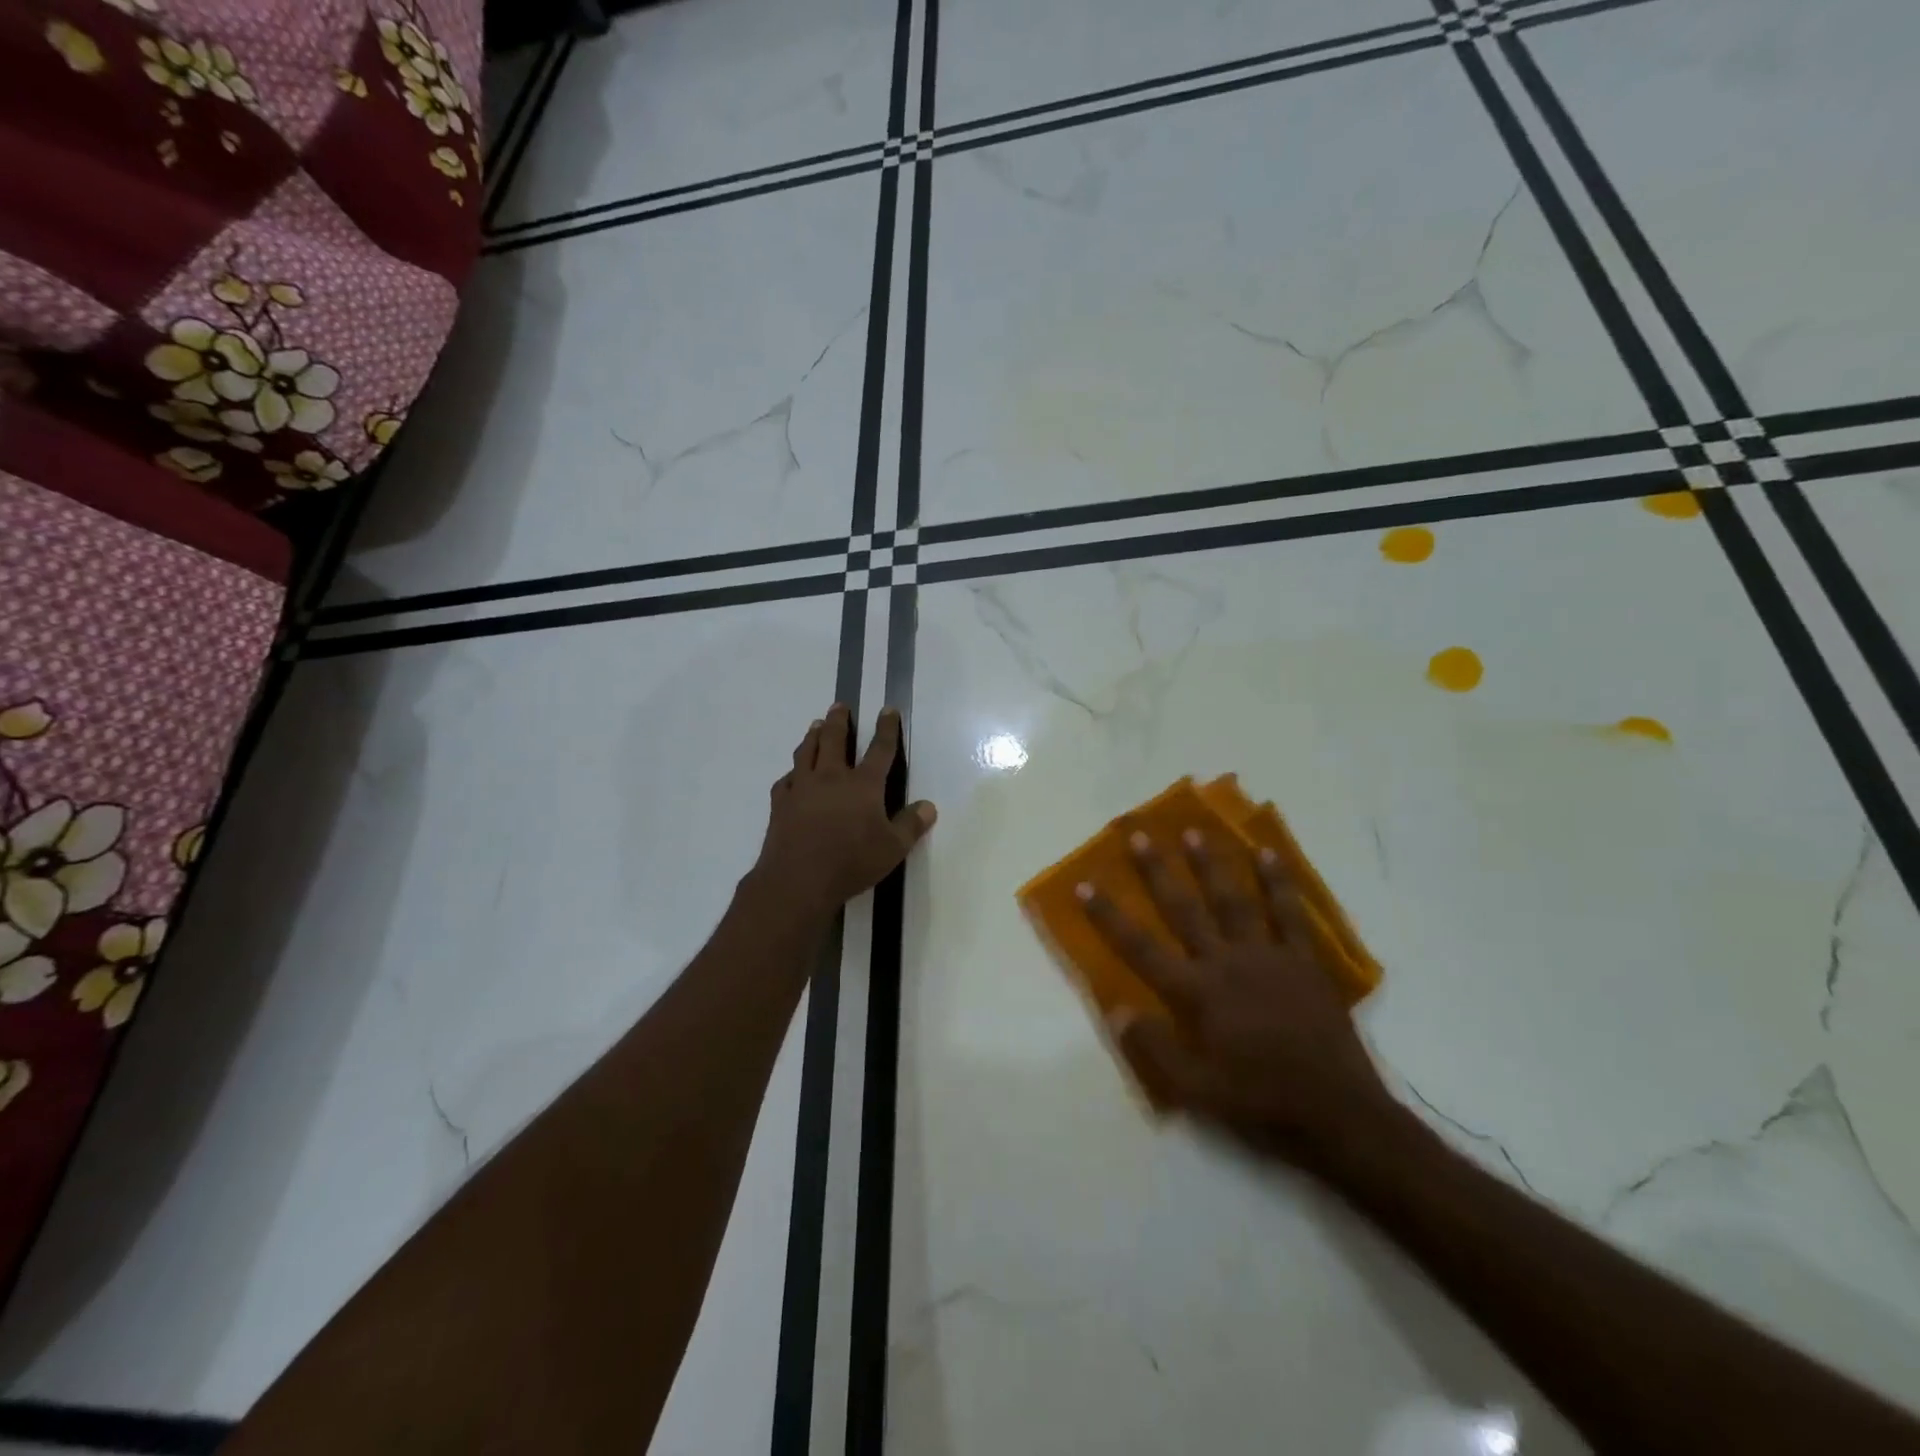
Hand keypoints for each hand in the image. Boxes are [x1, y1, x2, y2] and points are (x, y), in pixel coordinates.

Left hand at [754, 704, 936, 917]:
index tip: (887, 710)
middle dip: (839, 721)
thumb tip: (929, 806)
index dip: (886, 728)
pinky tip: (792, 774)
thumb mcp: (892, 848)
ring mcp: (802, 788)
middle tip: (839, 706)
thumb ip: (911, 825)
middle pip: (834, 740)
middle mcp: (831, 778)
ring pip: (806, 752)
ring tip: (816, 725)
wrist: (797, 880)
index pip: (880, 749)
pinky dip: (792, 772)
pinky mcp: (780, 804)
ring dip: (812, 736)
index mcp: (863, 785)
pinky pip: (786, 780)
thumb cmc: (851, 862)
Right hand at [1078, 829, 1400, 1170]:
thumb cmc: (1260, 1102)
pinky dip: (1278, 883)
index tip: (1085, 884)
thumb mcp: (1197, 1091)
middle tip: (1140, 835)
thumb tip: (1116, 1008)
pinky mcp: (1302, 961)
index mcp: (1197, 993)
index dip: (1109, 916)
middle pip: (1184, 909)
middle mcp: (1226, 962)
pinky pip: (1289, 913)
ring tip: (1194, 832)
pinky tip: (1267, 854)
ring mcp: (1267, 956)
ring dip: (1211, 865)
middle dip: (1157, 871)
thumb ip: (1155, 1048)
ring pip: (1233, 900)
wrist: (1338, 1112)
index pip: (1141, 948)